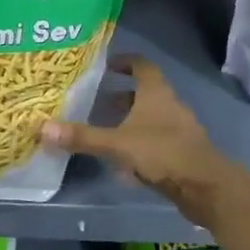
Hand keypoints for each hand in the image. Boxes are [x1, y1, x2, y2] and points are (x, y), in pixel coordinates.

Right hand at [42, 56, 246, 229]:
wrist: (207, 187)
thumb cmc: (162, 153)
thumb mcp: (117, 144)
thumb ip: (83, 137)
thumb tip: (42, 127)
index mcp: (156, 92)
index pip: (141, 65)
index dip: (124, 62)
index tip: (105, 67)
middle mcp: (170, 105)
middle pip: (145, 92)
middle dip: (121, 96)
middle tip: (96, 101)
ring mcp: (179, 129)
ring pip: (151, 117)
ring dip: (130, 120)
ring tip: (106, 130)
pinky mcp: (183, 152)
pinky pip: (157, 139)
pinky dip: (140, 142)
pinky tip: (124, 161)